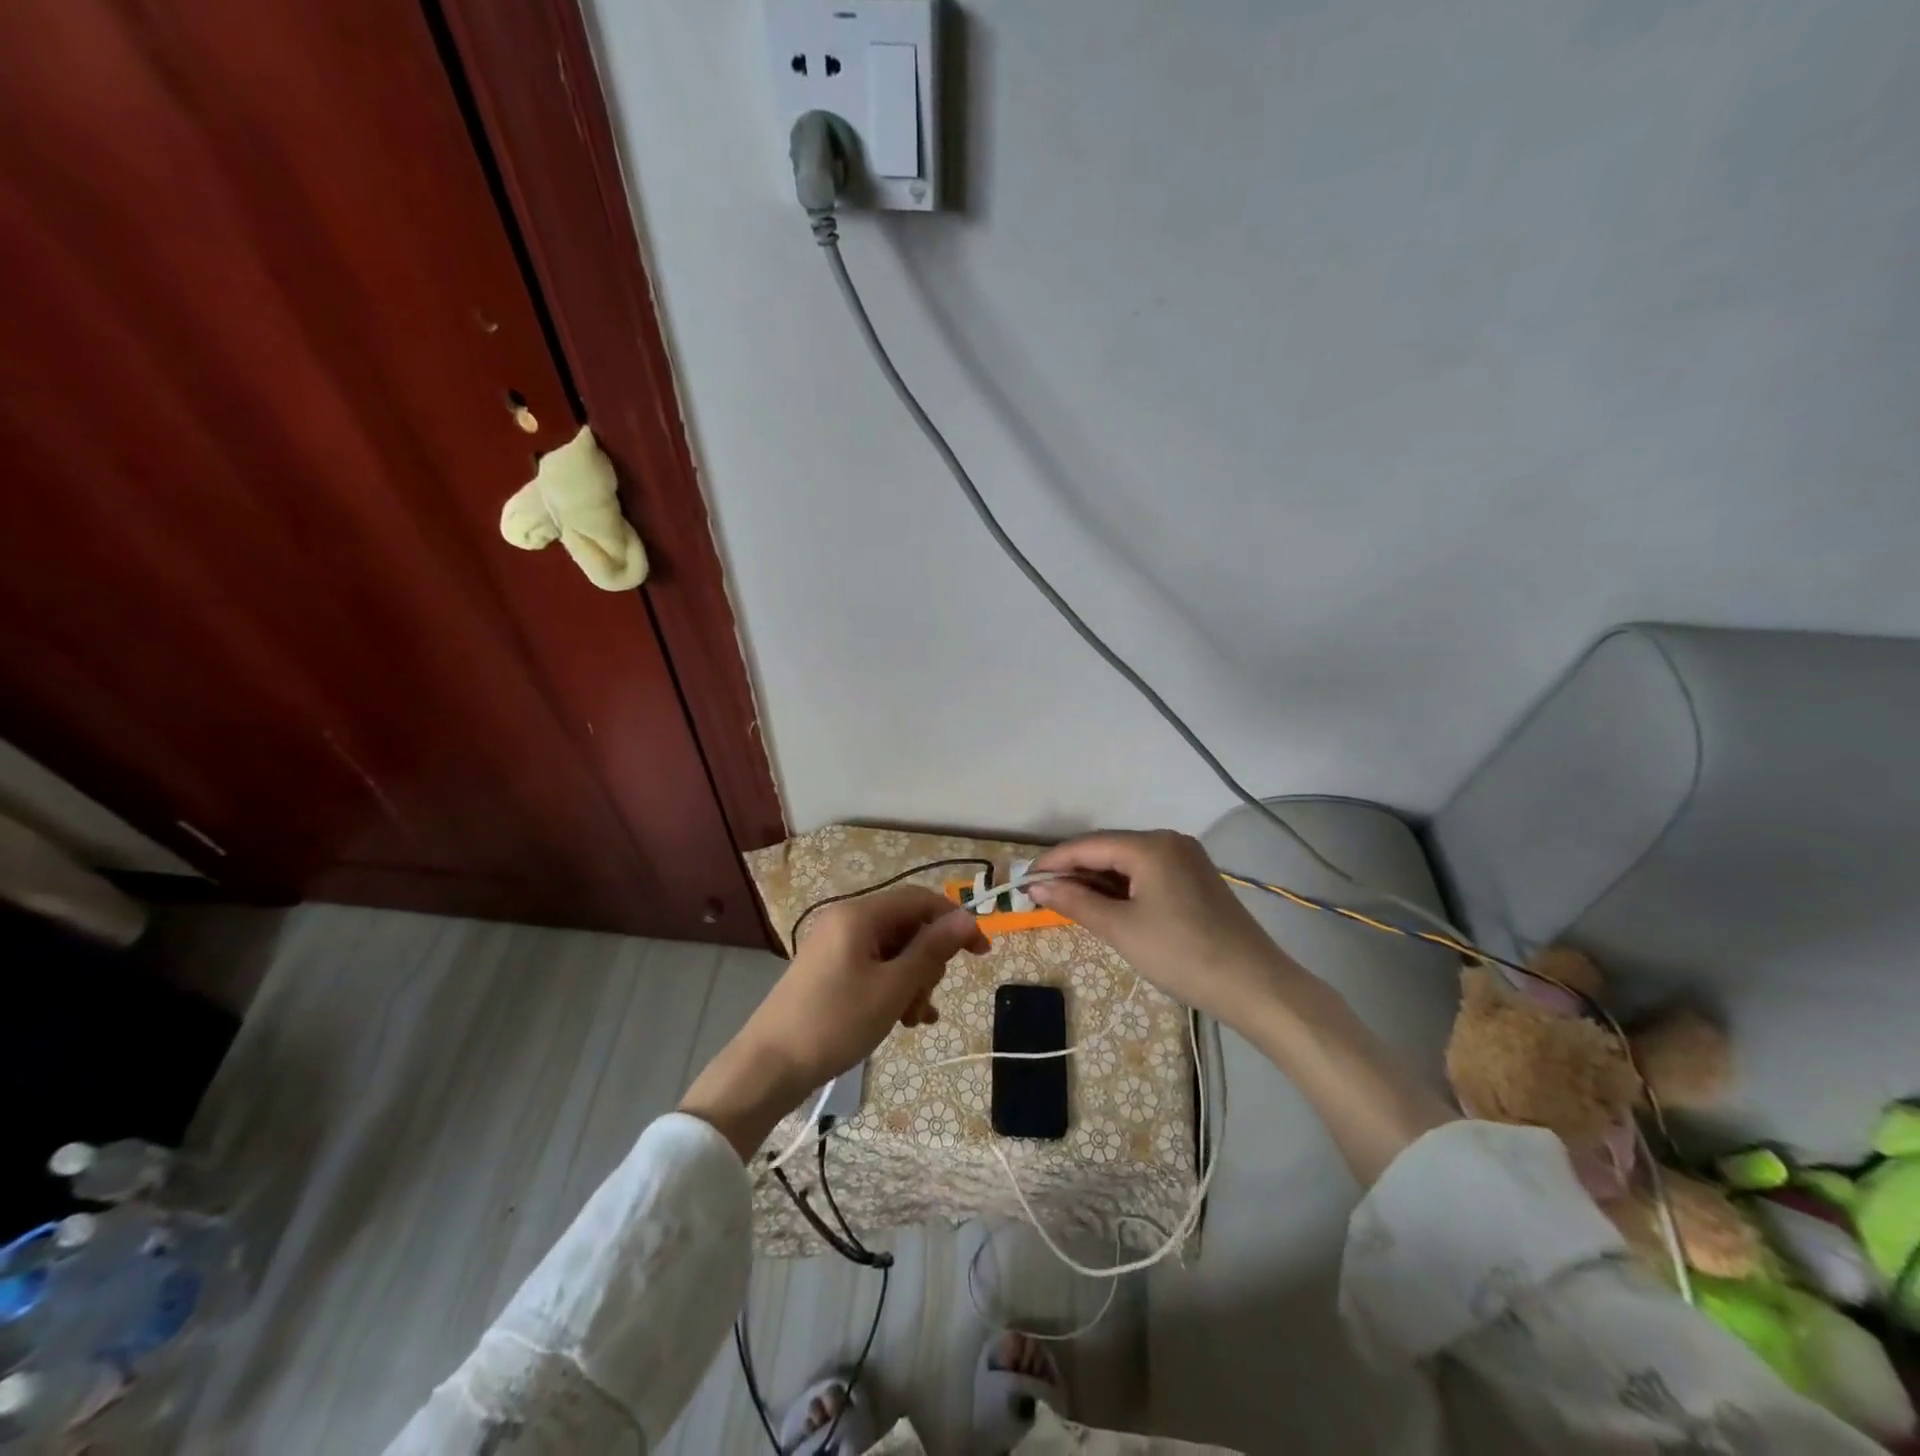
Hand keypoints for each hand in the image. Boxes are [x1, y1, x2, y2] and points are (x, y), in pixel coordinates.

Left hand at [680, 887, 988, 1159]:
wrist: (769, 1066)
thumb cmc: (835, 1022)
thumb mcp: (893, 987)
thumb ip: (932, 949)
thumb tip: (967, 918)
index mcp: (860, 914)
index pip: (920, 900)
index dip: (955, 922)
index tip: (981, 953)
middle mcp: (847, 920)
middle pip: (907, 926)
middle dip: (928, 961)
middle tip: (926, 999)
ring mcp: (836, 946)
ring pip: (893, 951)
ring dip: (913, 980)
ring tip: (914, 1019)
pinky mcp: (829, 969)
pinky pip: (874, 967)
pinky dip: (893, 987)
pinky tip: (904, 1019)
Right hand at [1029, 830, 1302, 1028]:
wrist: (1254, 986)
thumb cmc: (1181, 954)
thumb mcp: (1121, 929)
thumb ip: (1076, 901)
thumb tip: (1037, 886)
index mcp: (1150, 845)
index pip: (1088, 845)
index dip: (1053, 861)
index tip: (1023, 881)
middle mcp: (1169, 841)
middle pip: (1108, 849)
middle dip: (1074, 871)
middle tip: (1041, 895)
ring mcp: (1186, 859)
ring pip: (1127, 862)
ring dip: (1097, 880)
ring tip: (1067, 903)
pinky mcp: (1196, 879)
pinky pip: (1147, 874)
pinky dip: (1122, 887)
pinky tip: (1105, 905)